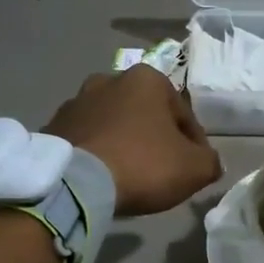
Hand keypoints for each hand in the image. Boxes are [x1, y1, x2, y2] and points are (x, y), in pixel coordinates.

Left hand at [43, 67, 222, 216]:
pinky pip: (87, 140)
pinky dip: (98, 153)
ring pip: (114, 125)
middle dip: (155, 138)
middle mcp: (109, 79)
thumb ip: (210, 161)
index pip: (184, 115)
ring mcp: (76, 101)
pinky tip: (103, 177)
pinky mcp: (53, 126)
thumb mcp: (195, 168)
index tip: (195, 168)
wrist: (75, 183)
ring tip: (129, 176)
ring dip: (124, 143)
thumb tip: (209, 162)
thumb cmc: (143, 164)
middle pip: (146, 115)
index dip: (195, 145)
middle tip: (162, 171)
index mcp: (147, 79)